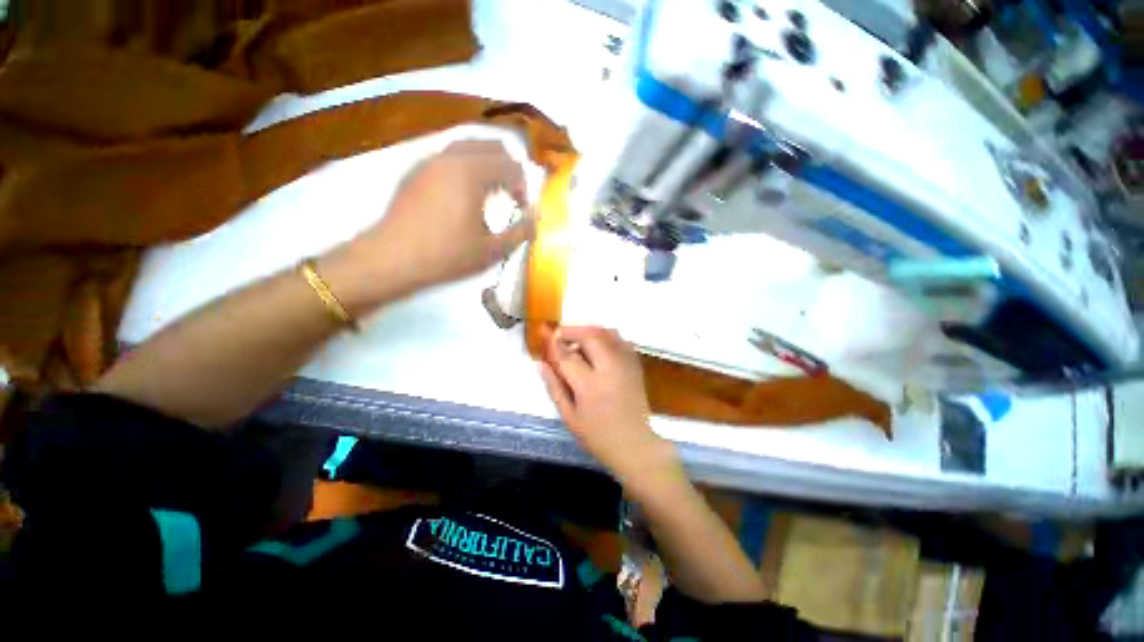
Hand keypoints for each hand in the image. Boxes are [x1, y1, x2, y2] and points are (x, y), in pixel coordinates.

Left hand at [337, 140, 532, 301]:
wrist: (391, 260)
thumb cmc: (446, 256)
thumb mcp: (492, 250)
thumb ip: (520, 232)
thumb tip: (536, 220)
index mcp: (472, 172)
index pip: (510, 166)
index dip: (523, 187)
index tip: (522, 209)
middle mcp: (450, 157)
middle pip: (489, 145)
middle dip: (507, 167)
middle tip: (510, 195)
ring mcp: (428, 162)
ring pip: (466, 148)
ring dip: (485, 165)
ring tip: (489, 194)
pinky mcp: (414, 173)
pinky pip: (447, 159)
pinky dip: (464, 169)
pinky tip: (462, 196)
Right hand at [539, 326, 679, 480]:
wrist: (634, 444)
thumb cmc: (598, 435)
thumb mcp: (569, 416)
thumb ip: (554, 387)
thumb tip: (541, 364)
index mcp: (590, 385)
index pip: (567, 356)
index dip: (554, 342)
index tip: (544, 332)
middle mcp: (609, 369)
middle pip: (590, 336)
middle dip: (572, 330)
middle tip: (559, 333)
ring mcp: (625, 364)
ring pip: (606, 333)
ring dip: (588, 330)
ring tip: (576, 337)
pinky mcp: (635, 364)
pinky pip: (620, 339)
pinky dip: (606, 335)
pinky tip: (597, 344)